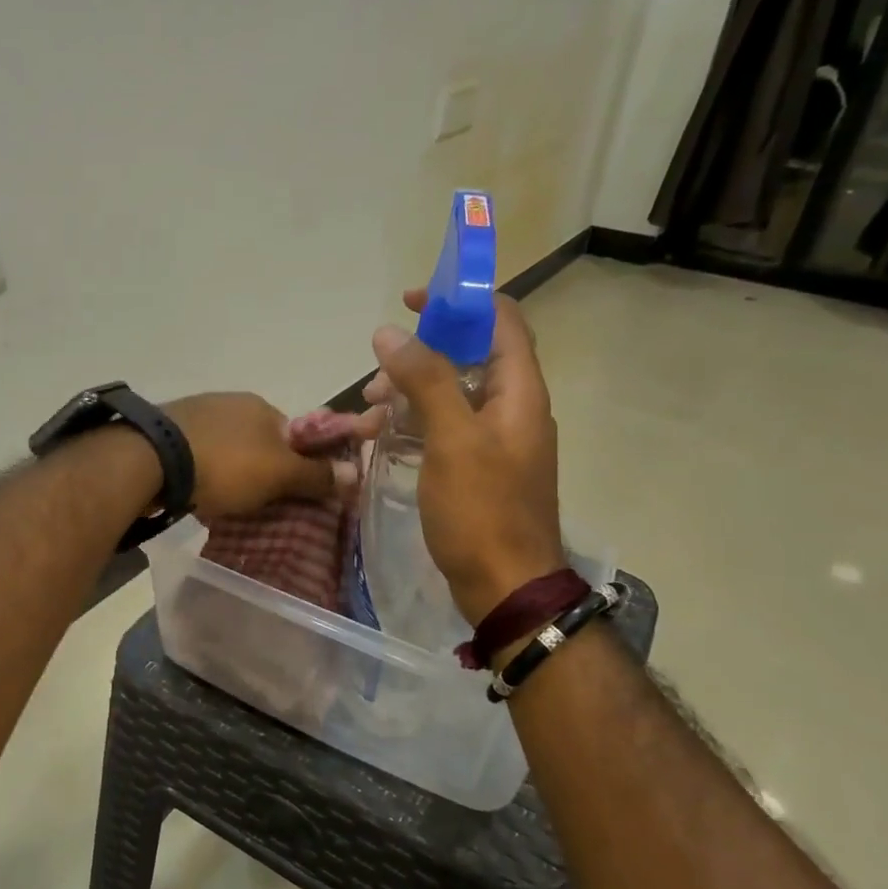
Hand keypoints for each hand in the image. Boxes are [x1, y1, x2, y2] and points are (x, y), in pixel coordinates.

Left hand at [162, 393, 337, 518]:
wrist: (151, 459)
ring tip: (227, 503)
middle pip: (259, 442)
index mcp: (261, 406)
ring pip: (227, 448)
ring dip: (231, 472)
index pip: (294, 435)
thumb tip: (356, 473)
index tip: (294, 493)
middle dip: (263, 470)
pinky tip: (198, 492)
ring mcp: (195, 414)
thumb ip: (315, 475)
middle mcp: (230, 402)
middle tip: (260, 504)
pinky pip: (197, 455)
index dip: (299, 464)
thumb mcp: (279, 475)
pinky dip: (204, 473)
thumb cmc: (226, 464)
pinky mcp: (166, 432)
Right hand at [362, 289, 566, 623]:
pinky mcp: (477, 468)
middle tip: (376, 378)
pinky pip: (443, 430)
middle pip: (468, 357)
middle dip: (418, 357)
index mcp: (519, 392)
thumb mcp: (452, 439)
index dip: (461, 301)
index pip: (501, 321)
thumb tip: (390, 332)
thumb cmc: (482, 510)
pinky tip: (380, 440)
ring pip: (449, 396)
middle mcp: (512, 409)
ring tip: (368, 414)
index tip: (412, 302)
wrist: (505, 587)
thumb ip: (425, 379)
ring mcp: (495, 441)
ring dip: (408, 395)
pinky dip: (412, 426)